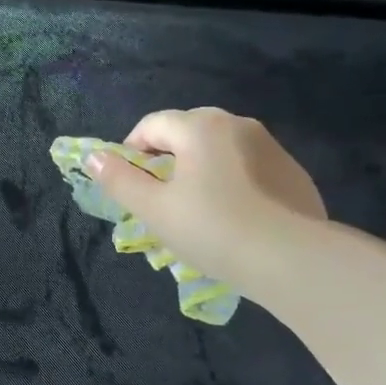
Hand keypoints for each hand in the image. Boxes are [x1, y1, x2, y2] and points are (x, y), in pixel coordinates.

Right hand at [87, 108, 326, 290]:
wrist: (293, 260)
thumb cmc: (212, 229)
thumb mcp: (154, 209)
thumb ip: (119, 180)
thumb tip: (92, 157)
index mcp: (200, 127)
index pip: (151, 124)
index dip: (131, 151)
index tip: (130, 185)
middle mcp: (237, 124)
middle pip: (187, 131)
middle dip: (167, 158)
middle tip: (161, 198)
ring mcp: (271, 147)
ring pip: (220, 149)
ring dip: (200, 169)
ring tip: (197, 210)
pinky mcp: (294, 172)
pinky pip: (249, 168)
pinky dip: (232, 182)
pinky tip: (234, 217)